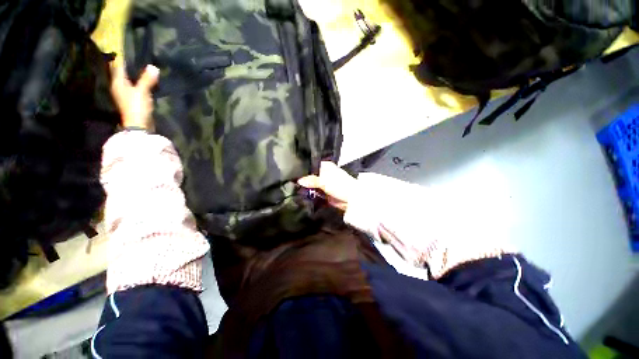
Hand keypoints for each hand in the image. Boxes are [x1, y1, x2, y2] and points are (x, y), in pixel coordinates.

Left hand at [110, 61, 158, 130]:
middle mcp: (119, 87)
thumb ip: (147, 79)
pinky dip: (140, 84)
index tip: (129, 51)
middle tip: (139, 59)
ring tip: (144, 69)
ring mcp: (125, 95)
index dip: (123, 59)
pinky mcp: (132, 101)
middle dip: (130, 67)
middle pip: (123, 74)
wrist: (139, 125)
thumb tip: (153, 67)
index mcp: (117, 83)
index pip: (118, 67)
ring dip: (135, 76)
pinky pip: (135, 89)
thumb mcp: (142, 91)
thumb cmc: (136, 106)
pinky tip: (146, 83)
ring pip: (129, 81)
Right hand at [298, 162, 356, 210]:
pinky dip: (310, 195)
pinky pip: (315, 194)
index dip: (304, 169)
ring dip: (307, 188)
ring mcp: (325, 184)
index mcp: (325, 166)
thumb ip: (311, 180)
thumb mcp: (324, 180)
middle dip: (304, 180)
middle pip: (311, 176)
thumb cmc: (340, 184)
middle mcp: (324, 174)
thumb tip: (299, 180)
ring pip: (312, 185)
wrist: (351, 199)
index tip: (294, 172)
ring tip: (295, 189)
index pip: (312, 165)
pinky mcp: (325, 194)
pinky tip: (302, 196)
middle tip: (293, 182)